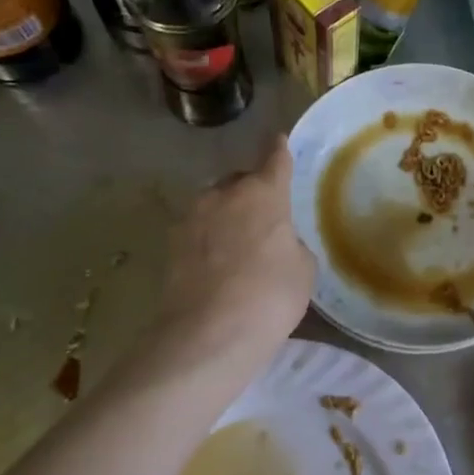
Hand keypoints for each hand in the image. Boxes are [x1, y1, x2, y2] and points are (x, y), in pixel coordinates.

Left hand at [147, 133, 314, 381]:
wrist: (208, 335)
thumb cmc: (270, 295)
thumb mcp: (303, 268)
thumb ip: (291, 243)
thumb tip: (277, 242)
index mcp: (263, 193)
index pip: (275, 159)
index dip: (279, 149)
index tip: (278, 140)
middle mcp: (224, 194)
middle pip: (240, 181)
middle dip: (251, 192)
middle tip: (265, 217)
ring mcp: (192, 218)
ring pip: (215, 205)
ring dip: (227, 216)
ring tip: (239, 245)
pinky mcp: (170, 246)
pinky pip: (198, 232)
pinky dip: (209, 241)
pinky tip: (218, 265)